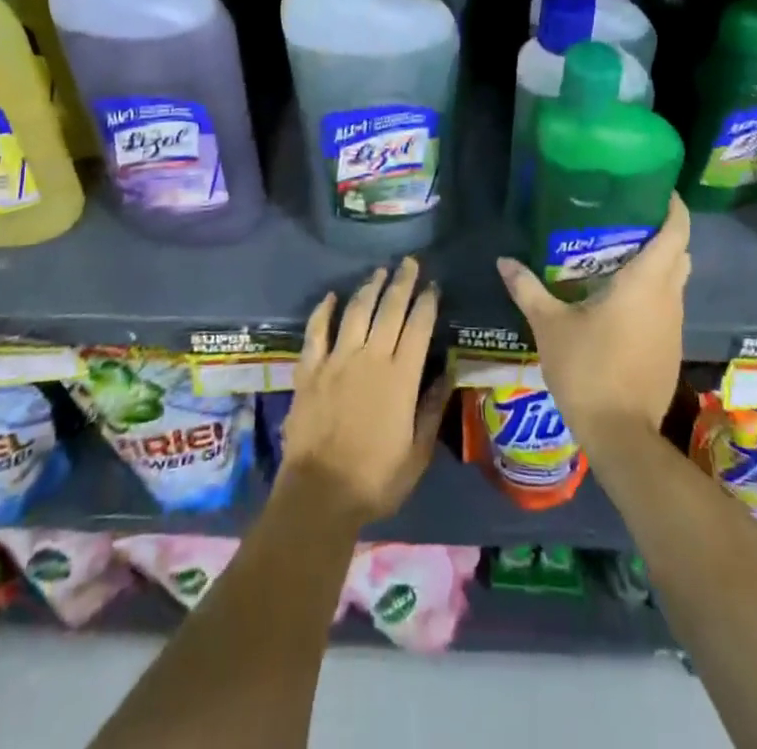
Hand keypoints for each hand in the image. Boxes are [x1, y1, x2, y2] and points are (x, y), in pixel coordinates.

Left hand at [281, 257, 451, 527]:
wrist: (319, 494)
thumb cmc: (375, 479)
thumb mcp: (417, 452)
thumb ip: (431, 408)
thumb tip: (447, 371)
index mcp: (400, 377)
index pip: (418, 327)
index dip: (427, 303)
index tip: (434, 286)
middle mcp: (370, 358)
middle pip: (389, 309)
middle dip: (402, 283)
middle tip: (409, 262)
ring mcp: (336, 360)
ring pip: (355, 312)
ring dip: (369, 288)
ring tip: (379, 272)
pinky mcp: (309, 369)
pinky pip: (316, 331)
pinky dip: (323, 310)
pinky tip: (331, 296)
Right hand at [497, 194, 690, 444]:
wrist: (620, 434)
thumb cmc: (587, 368)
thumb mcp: (549, 325)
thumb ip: (528, 288)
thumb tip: (504, 260)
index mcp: (646, 283)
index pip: (677, 232)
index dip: (673, 207)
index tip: (656, 189)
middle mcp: (668, 298)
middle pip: (679, 253)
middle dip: (660, 232)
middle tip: (625, 218)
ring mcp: (673, 325)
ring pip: (675, 281)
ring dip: (657, 264)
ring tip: (618, 253)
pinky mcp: (670, 348)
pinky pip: (667, 305)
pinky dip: (652, 292)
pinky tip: (619, 298)